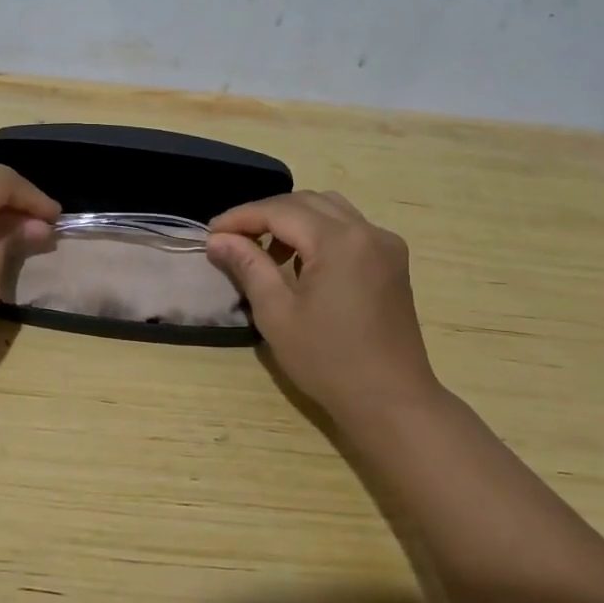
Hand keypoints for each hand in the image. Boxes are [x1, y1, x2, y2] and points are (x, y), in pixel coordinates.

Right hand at [206, 192, 441, 426]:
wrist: (391, 400)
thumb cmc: (327, 361)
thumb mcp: (276, 313)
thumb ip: (248, 266)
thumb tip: (218, 239)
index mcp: (339, 241)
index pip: (279, 211)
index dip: (240, 217)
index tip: (210, 233)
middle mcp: (367, 231)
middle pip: (306, 202)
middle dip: (265, 214)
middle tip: (232, 238)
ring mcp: (385, 245)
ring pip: (330, 209)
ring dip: (293, 219)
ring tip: (265, 250)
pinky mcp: (392, 262)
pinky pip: (350, 228)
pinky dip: (319, 232)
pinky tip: (301, 262)